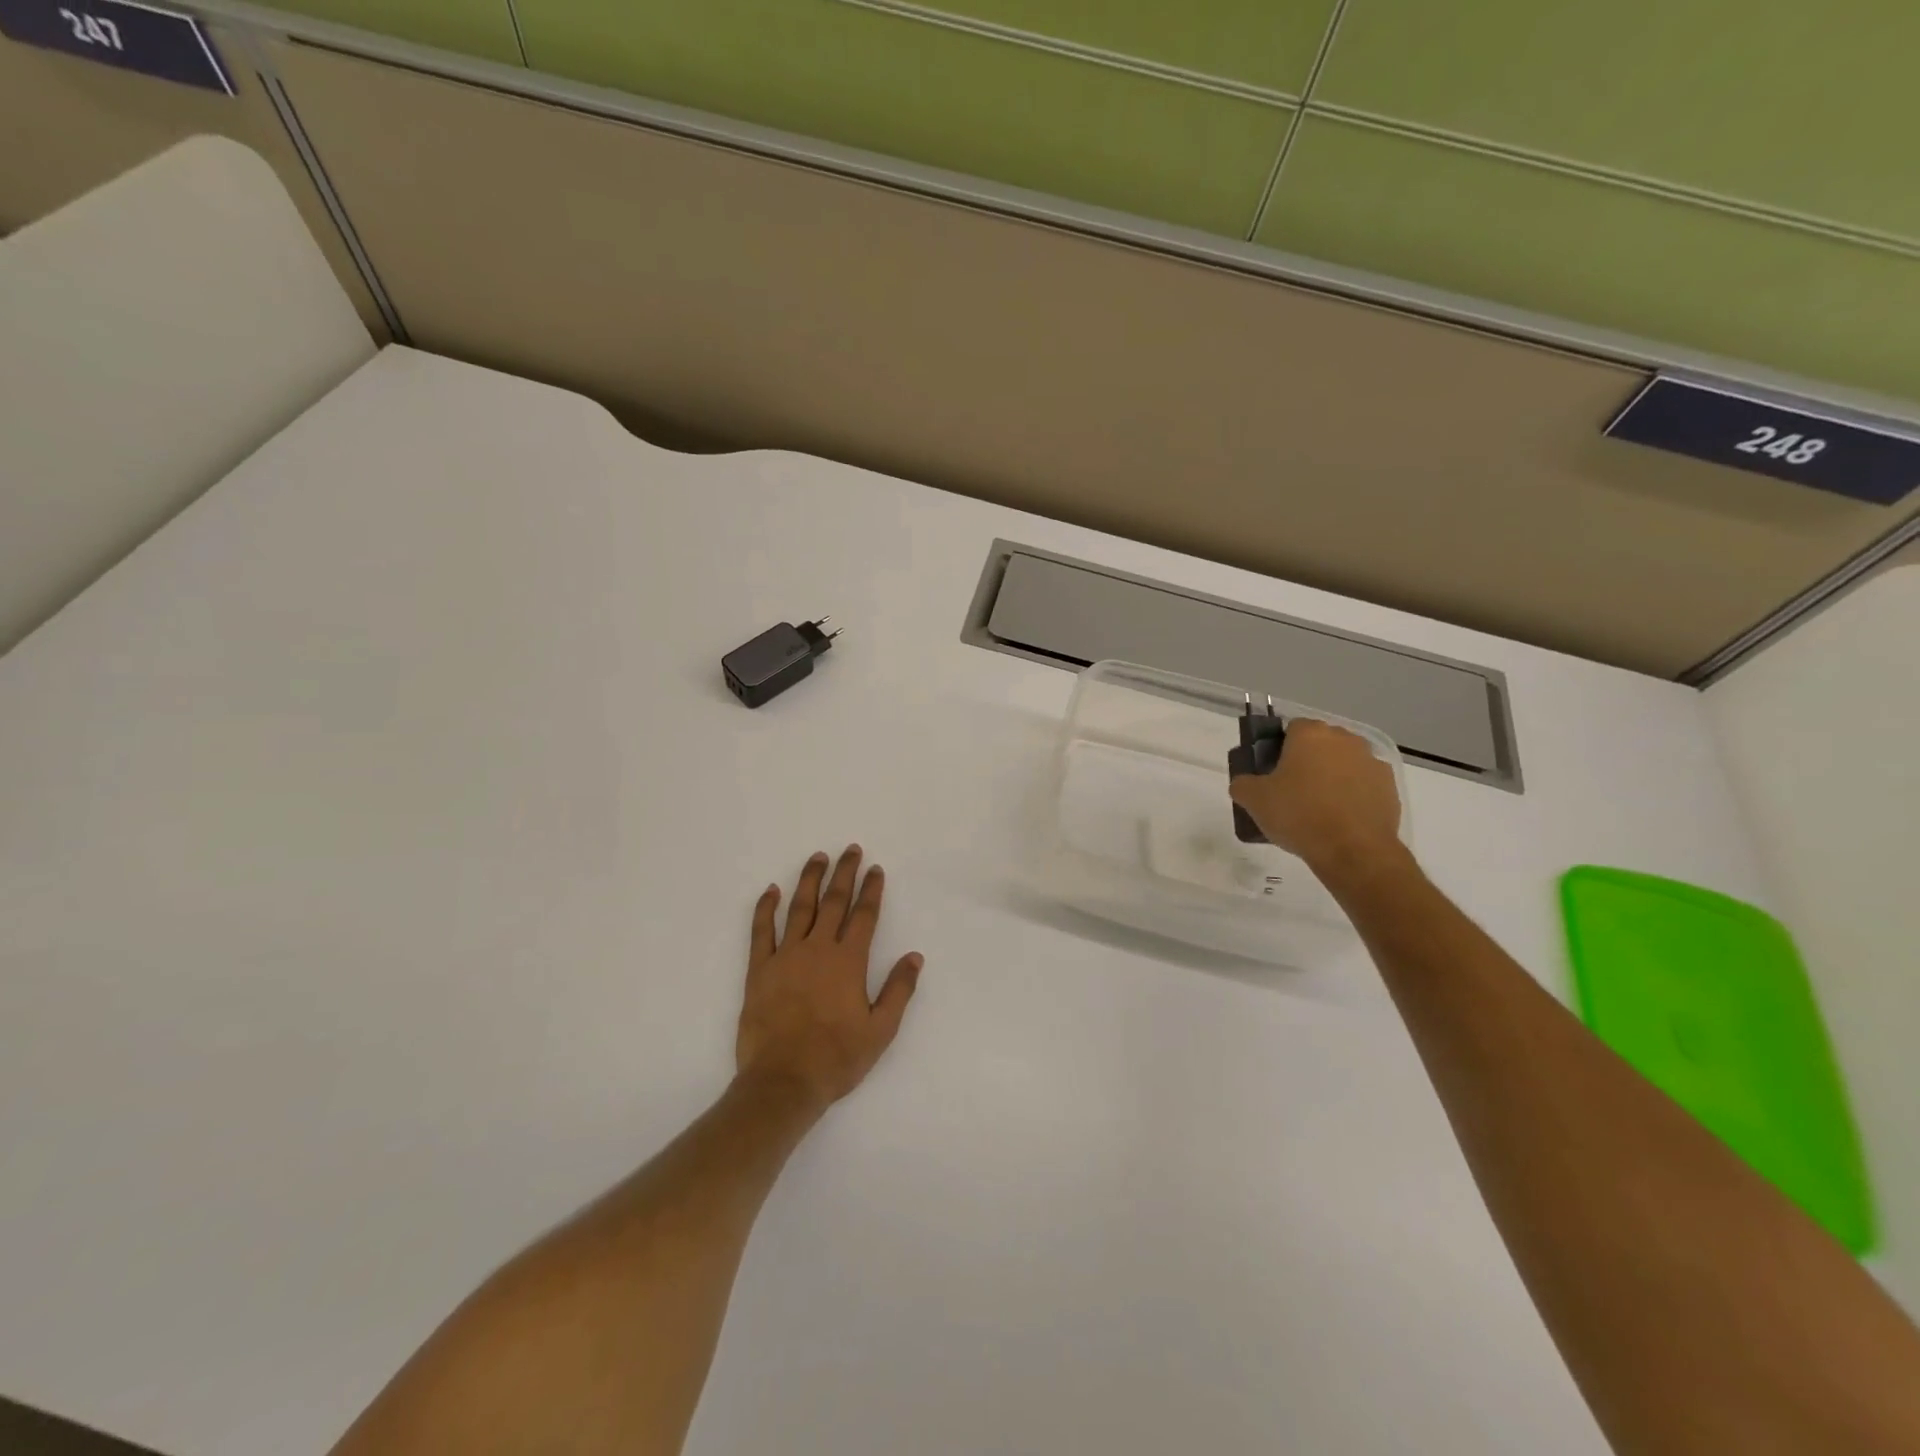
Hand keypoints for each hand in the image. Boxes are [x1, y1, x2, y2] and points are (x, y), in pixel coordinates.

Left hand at [735, 846, 923, 1114]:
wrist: (783, 1081)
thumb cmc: (836, 1058)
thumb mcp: (880, 1030)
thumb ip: (899, 990)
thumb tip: (915, 956)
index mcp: (848, 962)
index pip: (864, 916)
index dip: (871, 890)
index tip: (875, 869)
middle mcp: (818, 949)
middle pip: (833, 902)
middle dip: (844, 874)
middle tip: (850, 850)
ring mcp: (785, 956)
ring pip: (799, 908)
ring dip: (809, 880)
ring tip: (817, 857)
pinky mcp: (759, 969)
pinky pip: (761, 931)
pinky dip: (765, 908)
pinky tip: (771, 890)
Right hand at [1229, 719, 1404, 877]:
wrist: (1354, 850)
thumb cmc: (1299, 815)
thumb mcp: (1254, 800)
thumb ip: (1243, 784)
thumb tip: (1245, 783)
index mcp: (1310, 734)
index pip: (1291, 727)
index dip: (1279, 747)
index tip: (1272, 771)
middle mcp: (1344, 739)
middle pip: (1320, 743)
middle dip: (1307, 760)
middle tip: (1291, 789)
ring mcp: (1371, 761)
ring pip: (1343, 762)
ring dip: (1332, 776)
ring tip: (1318, 808)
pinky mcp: (1389, 786)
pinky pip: (1363, 783)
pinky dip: (1353, 794)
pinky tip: (1341, 818)